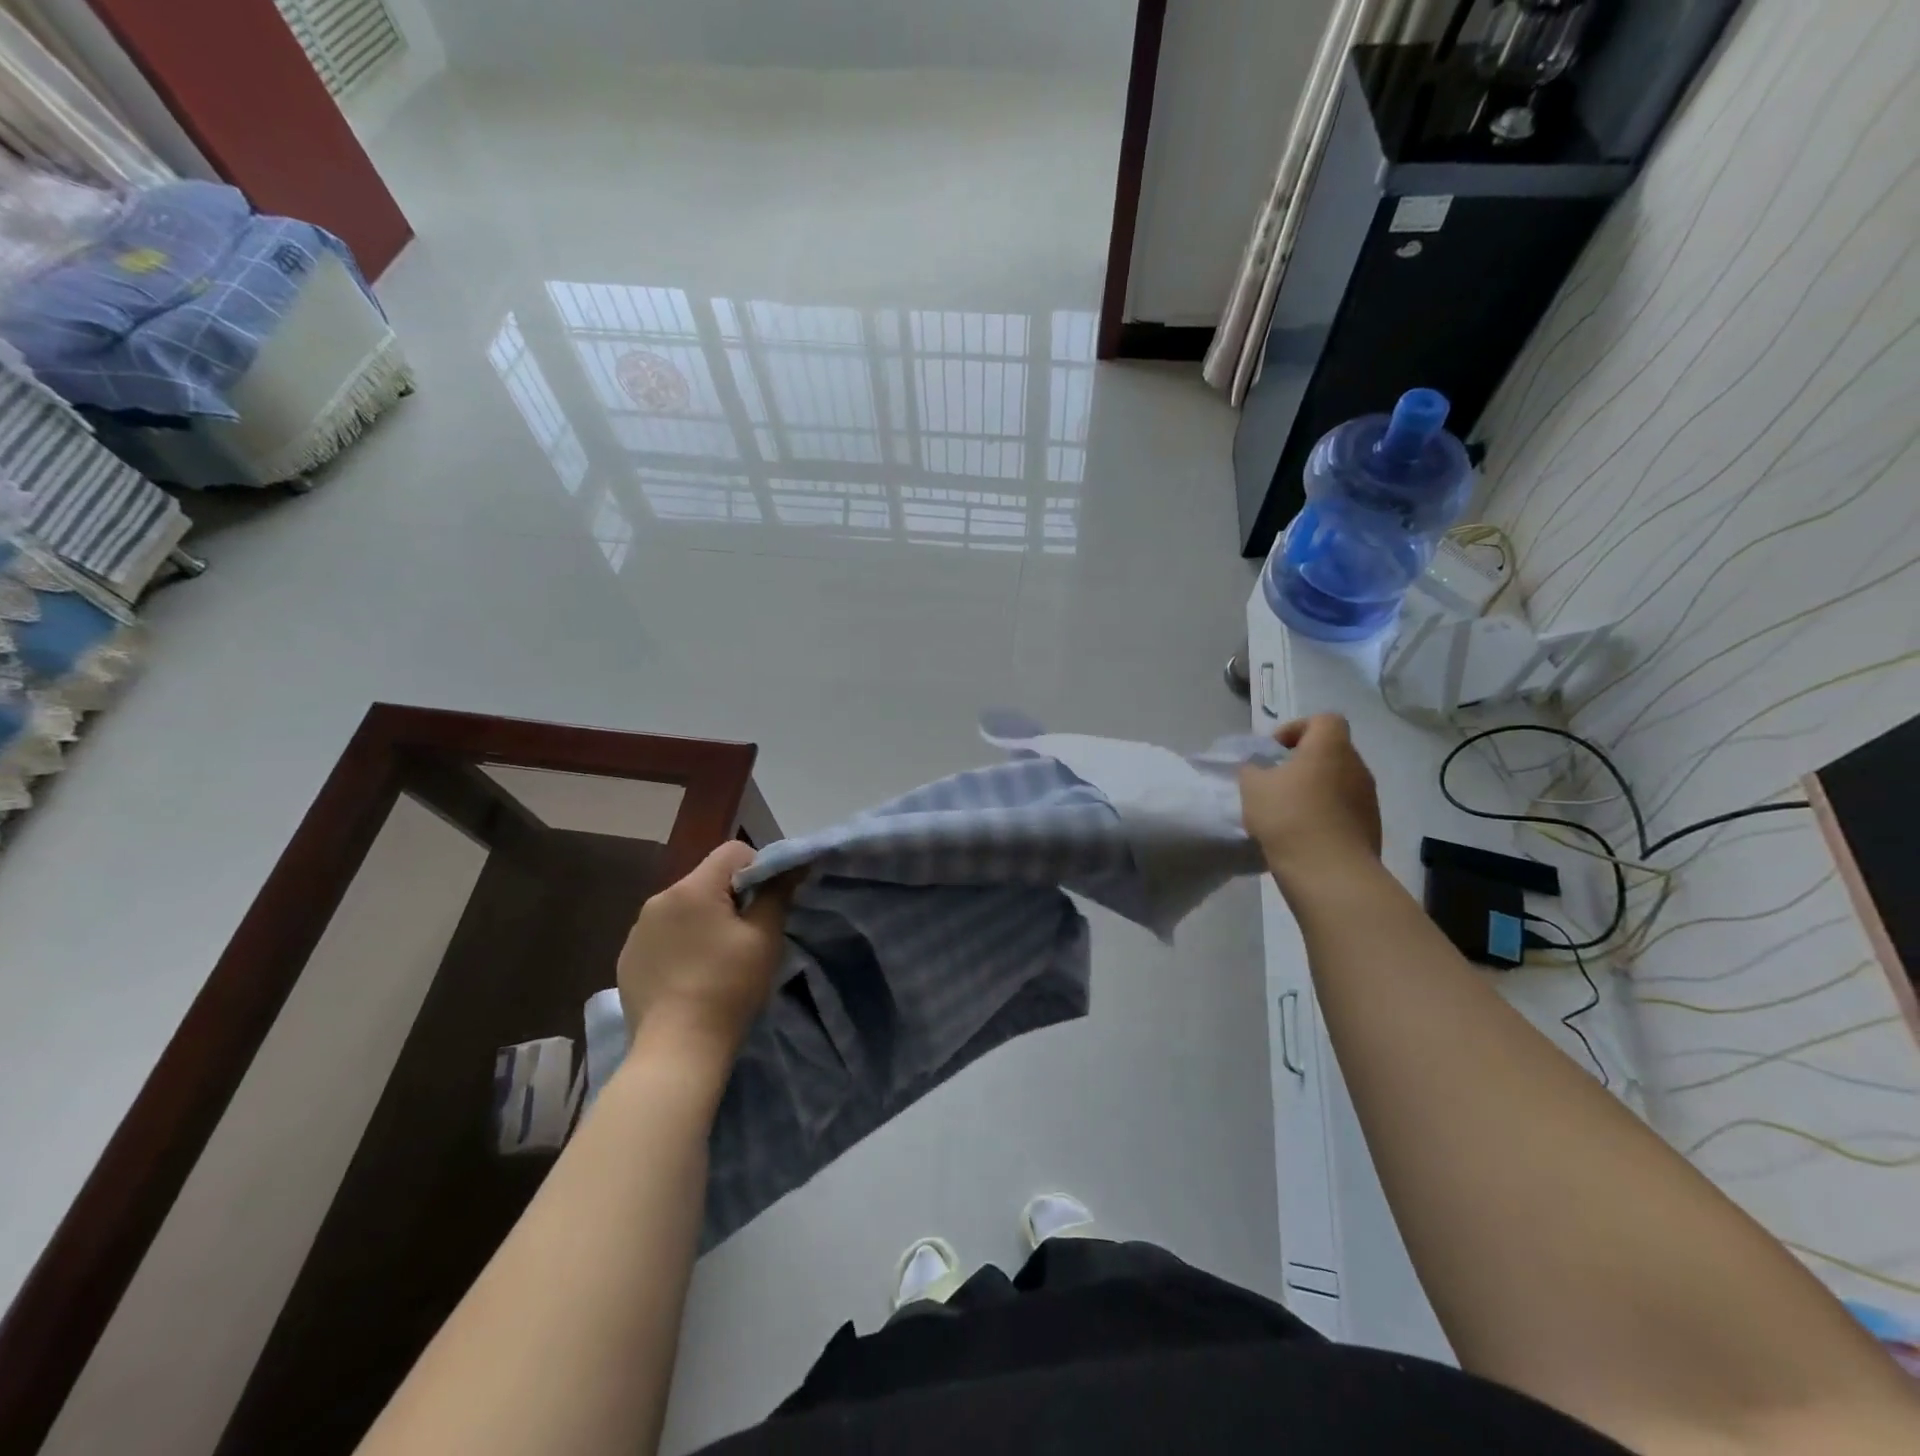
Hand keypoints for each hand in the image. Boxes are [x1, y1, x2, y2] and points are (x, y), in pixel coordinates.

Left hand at [616, 842, 798, 1059]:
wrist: (677, 1049)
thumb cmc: (728, 988)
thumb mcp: (764, 938)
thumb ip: (777, 893)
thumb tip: (792, 865)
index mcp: (693, 888)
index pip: (733, 852)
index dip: (758, 869)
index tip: (767, 904)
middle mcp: (659, 899)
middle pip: (707, 880)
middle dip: (730, 898)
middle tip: (746, 936)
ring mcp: (637, 930)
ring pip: (683, 908)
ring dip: (703, 921)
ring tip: (716, 960)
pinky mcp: (627, 958)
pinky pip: (662, 935)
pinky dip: (680, 945)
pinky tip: (689, 977)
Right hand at [1240, 714, 1381, 884]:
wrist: (1329, 871)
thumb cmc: (1288, 816)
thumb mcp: (1252, 787)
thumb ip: (1252, 769)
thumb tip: (1258, 768)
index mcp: (1330, 747)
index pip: (1324, 720)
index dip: (1298, 728)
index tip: (1275, 750)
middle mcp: (1356, 766)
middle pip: (1333, 751)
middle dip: (1305, 761)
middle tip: (1278, 781)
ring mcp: (1368, 798)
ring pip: (1340, 781)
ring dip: (1317, 789)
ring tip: (1289, 810)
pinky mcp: (1371, 827)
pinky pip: (1345, 809)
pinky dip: (1327, 813)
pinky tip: (1304, 833)